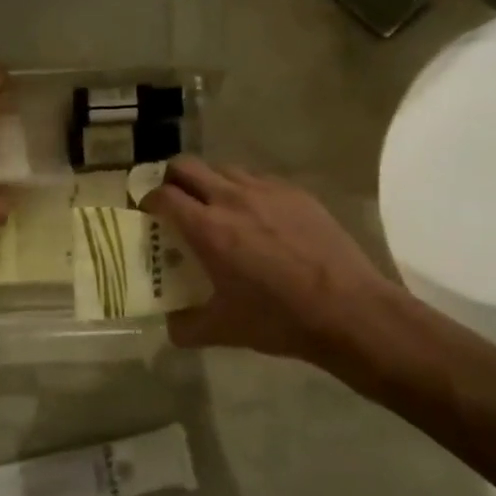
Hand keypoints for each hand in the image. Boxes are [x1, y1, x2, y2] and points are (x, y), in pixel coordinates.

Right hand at [141, 156, 390, 365]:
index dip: (148, 200)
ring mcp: (266, 190)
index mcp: (208, 228)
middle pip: (186, 166)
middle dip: (172, 179)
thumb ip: (186, 327)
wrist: (348, 309)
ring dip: (209, 182)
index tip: (148, 212)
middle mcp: (231, 198)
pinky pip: (258, 179)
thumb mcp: (224, 330)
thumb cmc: (279, 319)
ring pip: (223, 168)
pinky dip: (244, 190)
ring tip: (216, 208)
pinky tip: (257, 217)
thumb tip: (170, 325)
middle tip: (174, 202)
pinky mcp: (295, 192)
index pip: (163, 195)